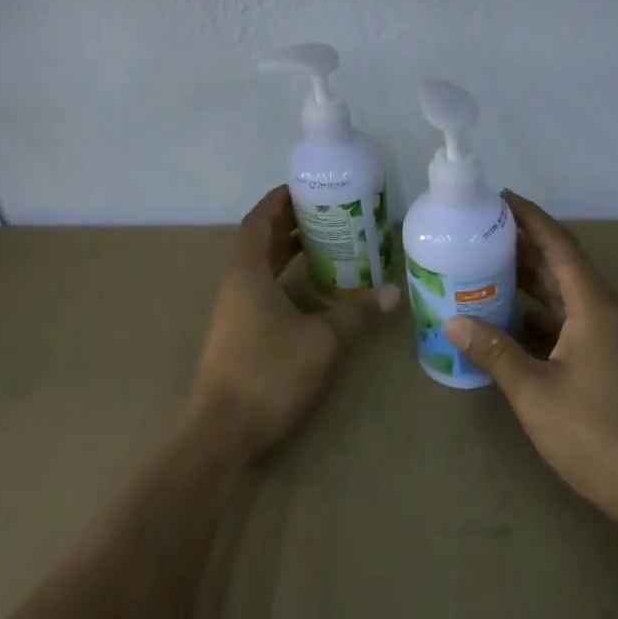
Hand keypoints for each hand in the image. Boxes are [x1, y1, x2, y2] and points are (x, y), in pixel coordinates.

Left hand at [191, 185, 399, 459]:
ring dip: (285, 251)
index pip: (258, 221)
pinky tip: (310, 290)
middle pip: (258, 240)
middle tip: (326, 214)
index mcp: (246, 272)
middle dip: (288, 223)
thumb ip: (356, 314)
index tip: (305, 188)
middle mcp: (235, 284)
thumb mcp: (321, 341)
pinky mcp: (238, 333)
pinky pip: (260, 289)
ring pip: (258, 267)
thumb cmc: (268, 373)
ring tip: (324, 244)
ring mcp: (233, 310)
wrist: (223, 430)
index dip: (278, 201)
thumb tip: (394, 293)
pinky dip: (283, 278)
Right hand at [444, 193, 617, 537]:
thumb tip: (452, 322)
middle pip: (563, 268)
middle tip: (479, 233)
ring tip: (484, 270)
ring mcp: (613, 342)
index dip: (531, 218)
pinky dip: (539, 317)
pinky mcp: (612, 366)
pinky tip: (507, 323)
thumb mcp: (536, 392)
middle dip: (523, 247)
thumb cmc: (598, 434)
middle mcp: (608, 315)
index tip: (500, 198)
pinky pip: (570, 325)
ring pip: (566, 299)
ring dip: (530, 284)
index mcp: (596, 308)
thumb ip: (494, 352)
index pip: (561, 246)